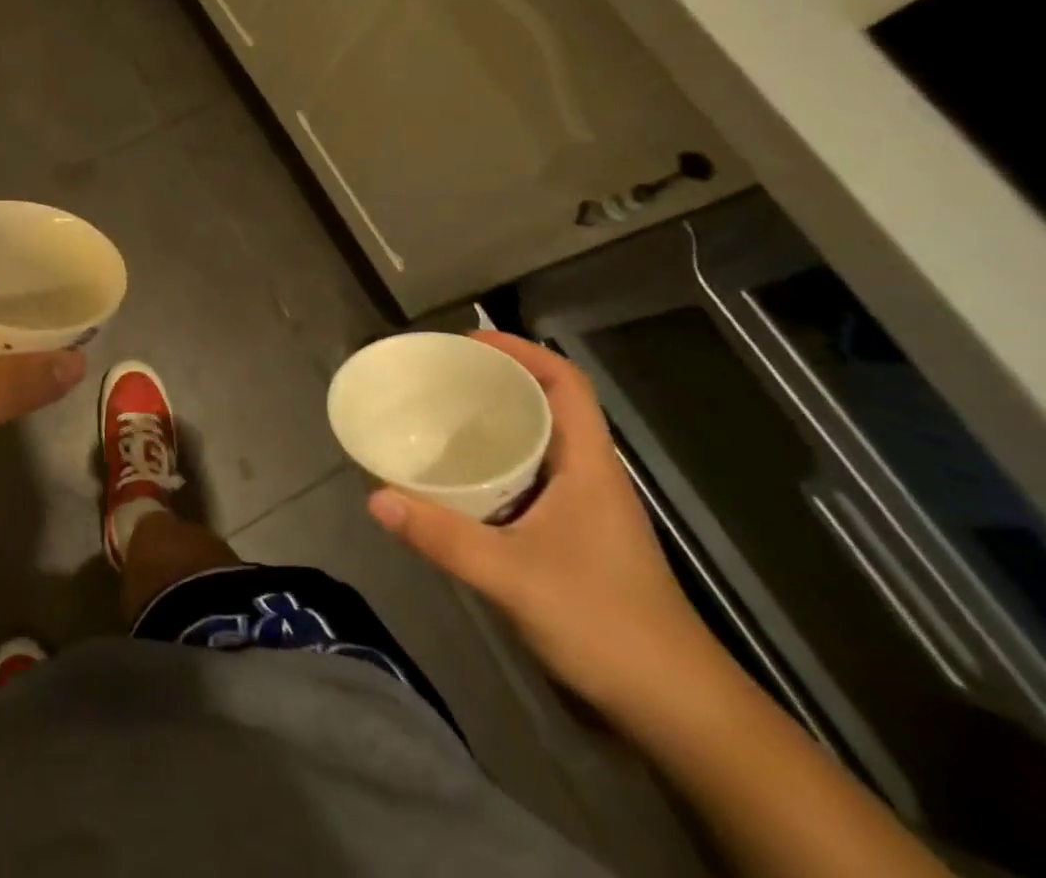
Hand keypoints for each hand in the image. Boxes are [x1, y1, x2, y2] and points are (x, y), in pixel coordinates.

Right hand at [367, 331, 715, 711]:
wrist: (678, 711)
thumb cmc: (605, 625)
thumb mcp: (513, 577)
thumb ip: (442, 536)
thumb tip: (375, 496)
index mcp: (589, 466)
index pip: (565, 383)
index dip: (521, 350)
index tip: (467, 342)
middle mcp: (589, 476)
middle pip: (547, 404)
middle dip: (495, 381)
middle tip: (438, 377)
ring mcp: (585, 509)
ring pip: (538, 444)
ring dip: (493, 423)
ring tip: (438, 417)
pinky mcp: (574, 538)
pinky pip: (529, 479)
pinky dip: (494, 466)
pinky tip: (457, 481)